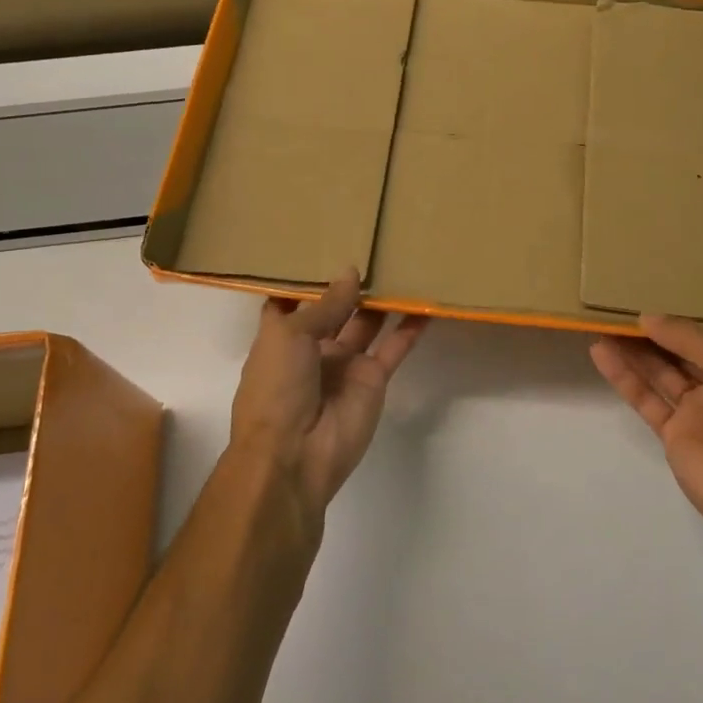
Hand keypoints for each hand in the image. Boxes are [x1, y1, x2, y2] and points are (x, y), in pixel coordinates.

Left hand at [229, 270, 427, 525]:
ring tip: (402, 267)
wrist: (294, 455)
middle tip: (376, 249)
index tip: (325, 247)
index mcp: (281, 337)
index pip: (293, 302)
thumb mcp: (290, 336)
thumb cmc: (276, 388)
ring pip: (368, 324)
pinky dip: (410, 329)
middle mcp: (313, 348)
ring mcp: (346, 364)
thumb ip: (326, 305)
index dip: (308, 278)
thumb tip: (351, 273)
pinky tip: (426, 305)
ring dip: (382, 301)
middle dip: (352, 284)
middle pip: (336, 309)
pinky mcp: (374, 379)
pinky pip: (394, 348)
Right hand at [591, 316, 702, 556]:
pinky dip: (624, 377)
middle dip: (657, 329)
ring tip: (604, 321)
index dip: (694, 312)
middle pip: (685, 351)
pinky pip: (645, 398)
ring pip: (660, 372)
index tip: (665, 286)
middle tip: (623, 301)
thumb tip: (647, 317)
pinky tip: (602, 352)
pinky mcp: (673, 434)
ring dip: (634, 349)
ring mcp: (698, 411)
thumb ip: (688, 338)